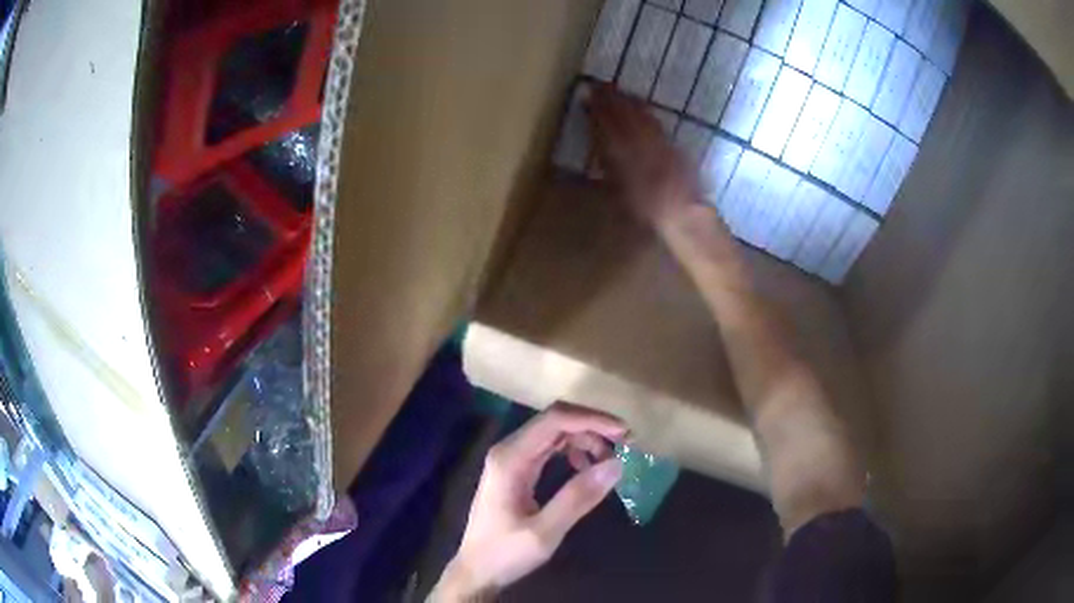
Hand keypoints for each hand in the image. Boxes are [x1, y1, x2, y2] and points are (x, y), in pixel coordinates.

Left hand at [432, 403, 627, 600]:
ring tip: (608, 462)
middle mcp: (508, 450)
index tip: (625, 434)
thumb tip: (616, 464)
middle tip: (624, 447)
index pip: (555, 419)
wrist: (476, 571)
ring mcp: (511, 459)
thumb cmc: (505, 554)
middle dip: (592, 427)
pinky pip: (549, 448)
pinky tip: (585, 469)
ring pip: (554, 432)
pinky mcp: (516, 470)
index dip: (592, 420)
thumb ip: (578, 497)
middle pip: (555, 420)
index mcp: (510, 458)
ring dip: (585, 439)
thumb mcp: (545, 532)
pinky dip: (573, 451)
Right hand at [589, 85, 699, 229]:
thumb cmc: (644, 213)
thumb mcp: (616, 192)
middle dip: (612, 99)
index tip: (587, 95)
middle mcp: (642, 144)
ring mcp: (660, 144)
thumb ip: (607, 166)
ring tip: (618, 91)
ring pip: (642, 116)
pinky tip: (642, 108)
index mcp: (624, 157)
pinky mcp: (674, 148)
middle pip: (625, 115)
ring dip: (629, 101)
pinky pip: (657, 124)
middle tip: (600, 85)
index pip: (607, 125)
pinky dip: (646, 112)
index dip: (597, 109)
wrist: (683, 216)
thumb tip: (600, 144)